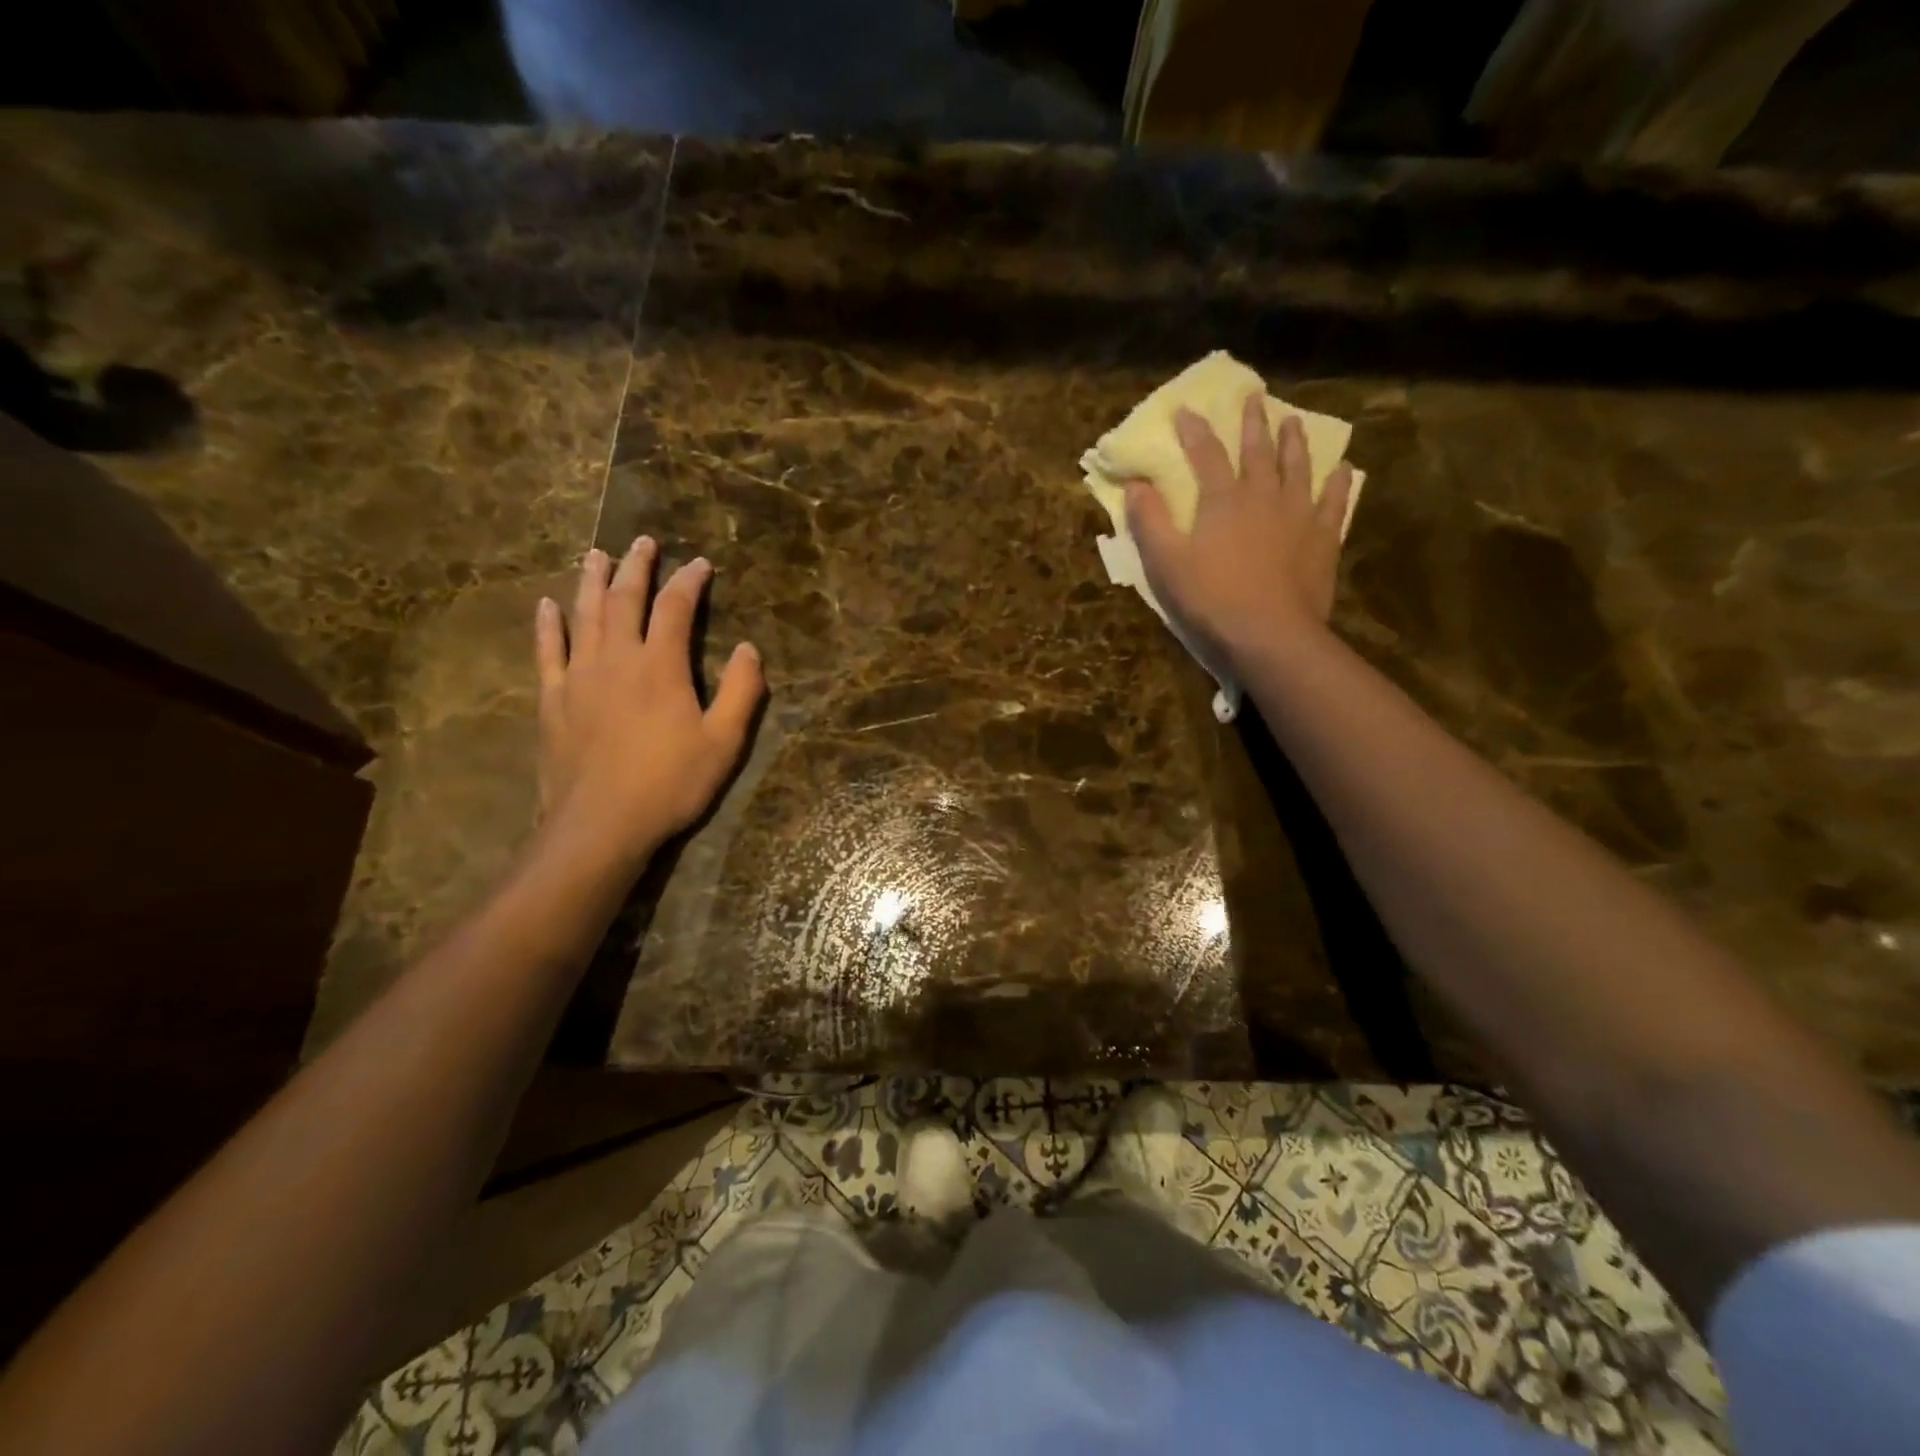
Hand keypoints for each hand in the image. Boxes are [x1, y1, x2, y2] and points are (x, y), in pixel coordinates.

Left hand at [533, 538, 763, 875]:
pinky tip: (546, 605)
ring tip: (597, 555)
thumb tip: (750, 648)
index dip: (689, 582)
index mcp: (660, 665)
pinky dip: (547, 625)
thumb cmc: (670, 784)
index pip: (675, 608)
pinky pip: (547, 651)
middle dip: (637, 567)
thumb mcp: (724, 743)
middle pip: (624, 599)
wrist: (600, 825)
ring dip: (591, 581)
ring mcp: (578, 676)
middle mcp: (616, 658)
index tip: (700, 563)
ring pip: (583, 615)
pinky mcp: (552, 699)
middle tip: (644, 542)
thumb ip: (742, 692)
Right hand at [1125, 393, 1354, 661]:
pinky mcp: (1322, 539)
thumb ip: (1149, 521)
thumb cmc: (1210, 598)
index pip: (1206, 454)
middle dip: (1253, 423)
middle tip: (1255, 398)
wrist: (1268, 633)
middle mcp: (1263, 495)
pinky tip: (1342, 470)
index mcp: (1222, 499)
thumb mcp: (1165, 562)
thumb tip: (1135, 485)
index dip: (1195, 431)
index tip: (1186, 410)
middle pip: (1258, 451)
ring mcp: (1299, 515)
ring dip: (1294, 443)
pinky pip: (1333, 503)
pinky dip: (1337, 484)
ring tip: (1293, 422)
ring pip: (1298, 468)